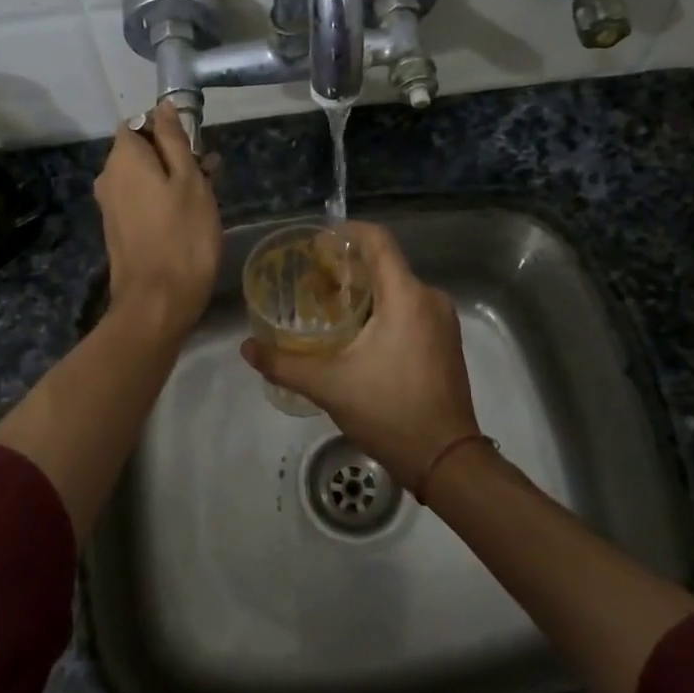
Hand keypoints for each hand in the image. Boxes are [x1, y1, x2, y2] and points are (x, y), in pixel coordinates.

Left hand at [95, 102, 221, 339]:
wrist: (157, 302)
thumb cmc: (183, 236)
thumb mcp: (189, 181)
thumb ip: (174, 140)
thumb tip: (163, 107)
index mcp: (124, 158)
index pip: (138, 122)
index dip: (166, 127)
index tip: (195, 144)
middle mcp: (109, 177)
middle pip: (140, 150)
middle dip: (173, 154)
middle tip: (209, 172)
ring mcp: (111, 205)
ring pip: (143, 176)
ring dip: (172, 178)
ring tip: (208, 193)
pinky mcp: (118, 229)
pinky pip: (140, 199)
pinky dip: (162, 198)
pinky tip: (189, 214)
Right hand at [241, 221, 477, 486]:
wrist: (446, 460)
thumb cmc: (389, 411)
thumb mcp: (329, 386)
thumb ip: (284, 363)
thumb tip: (247, 348)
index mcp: (406, 296)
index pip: (377, 240)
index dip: (345, 233)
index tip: (316, 243)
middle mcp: (430, 298)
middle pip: (385, 263)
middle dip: (347, 266)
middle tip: (310, 280)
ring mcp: (443, 320)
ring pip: (398, 287)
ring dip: (364, 289)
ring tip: (327, 306)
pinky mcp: (446, 340)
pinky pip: (411, 307)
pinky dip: (383, 308)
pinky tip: (357, 332)